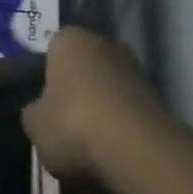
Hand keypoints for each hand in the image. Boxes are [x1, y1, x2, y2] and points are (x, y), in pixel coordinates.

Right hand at [22, 27, 165, 183]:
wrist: (136, 150)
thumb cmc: (73, 125)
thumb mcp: (35, 125)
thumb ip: (34, 113)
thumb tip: (40, 112)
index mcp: (69, 39)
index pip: (52, 50)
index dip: (47, 78)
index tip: (45, 106)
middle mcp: (104, 43)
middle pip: (84, 67)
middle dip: (77, 91)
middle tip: (65, 126)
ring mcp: (134, 68)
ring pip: (108, 89)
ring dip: (101, 110)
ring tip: (90, 147)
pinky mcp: (158, 97)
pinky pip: (128, 110)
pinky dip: (121, 127)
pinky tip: (113, 154)